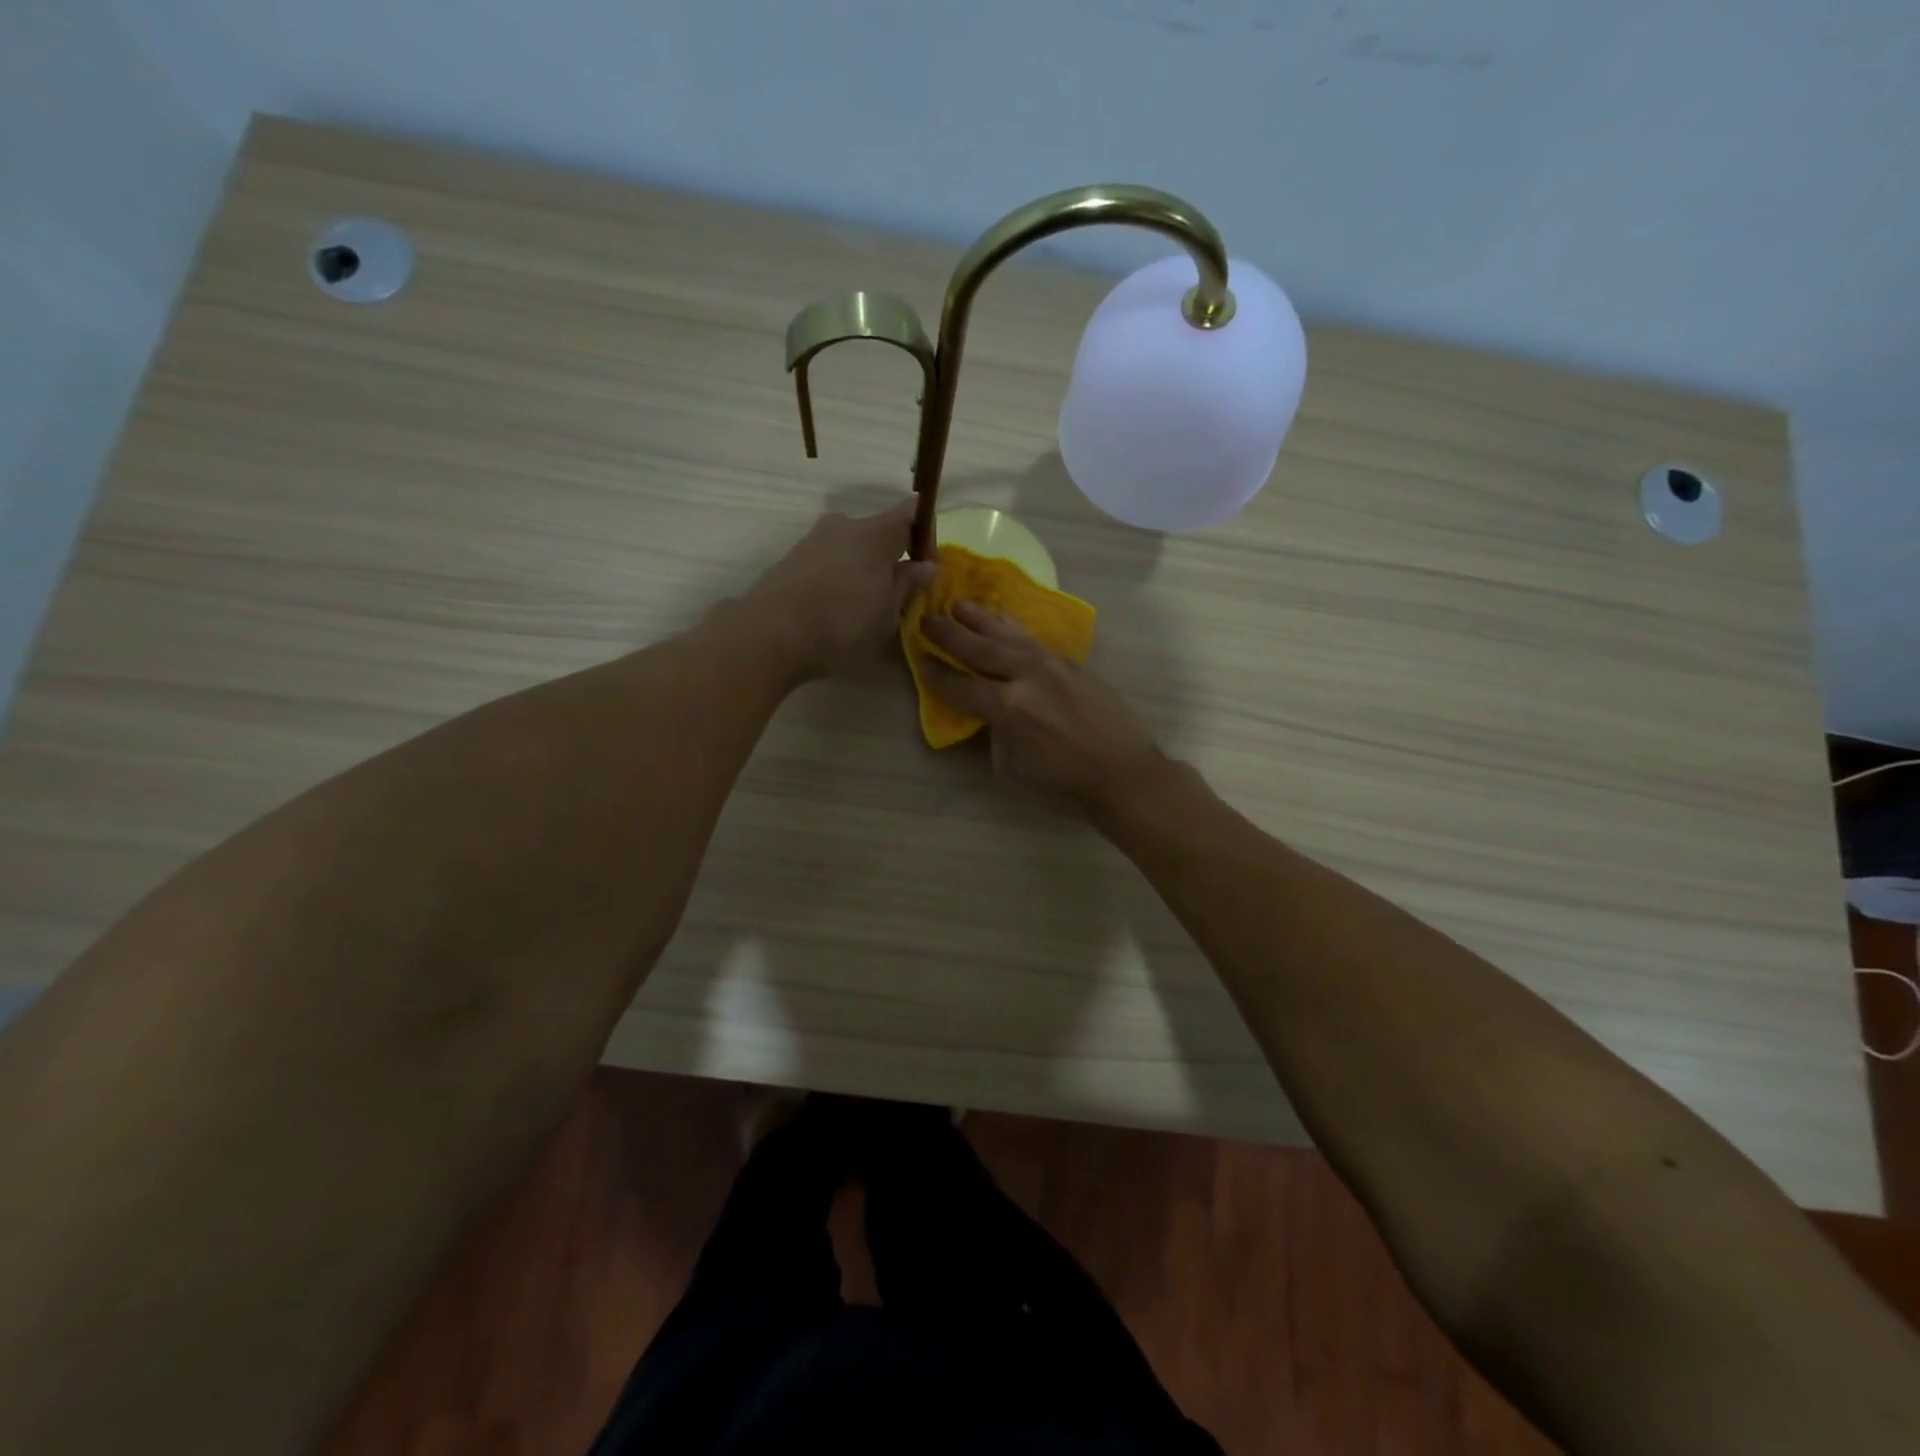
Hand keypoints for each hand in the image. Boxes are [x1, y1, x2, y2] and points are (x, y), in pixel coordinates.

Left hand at [748, 500, 936, 678]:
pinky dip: (840, 576)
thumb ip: (907, 585)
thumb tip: (926, 566)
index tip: (928, 562)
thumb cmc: (843, 625)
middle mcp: (845, 524)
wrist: (770, 634)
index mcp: (876, 532)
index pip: (911, 511)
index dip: (925, 531)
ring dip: (864, 568)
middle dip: (893, 556)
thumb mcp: (887, 614)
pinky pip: (829, 559)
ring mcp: (815, 538)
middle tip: (899, 593)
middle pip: (879, 531)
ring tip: (866, 605)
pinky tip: (837, 607)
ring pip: (852, 546)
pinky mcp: (793, 557)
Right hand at [918, 601, 1164, 816]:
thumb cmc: (1064, 784)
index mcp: (1006, 708)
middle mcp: (1025, 676)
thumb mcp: (1012, 769)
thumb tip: (990, 714)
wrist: (1123, 773)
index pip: (960, 685)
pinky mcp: (1072, 663)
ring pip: (1008, 634)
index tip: (918, 658)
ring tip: (959, 604)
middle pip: (979, 648)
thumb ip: (994, 734)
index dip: (935, 673)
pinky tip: (1002, 620)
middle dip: (948, 634)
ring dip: (980, 618)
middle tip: (926, 618)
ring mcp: (1051, 664)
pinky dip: (1012, 627)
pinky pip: (1033, 639)